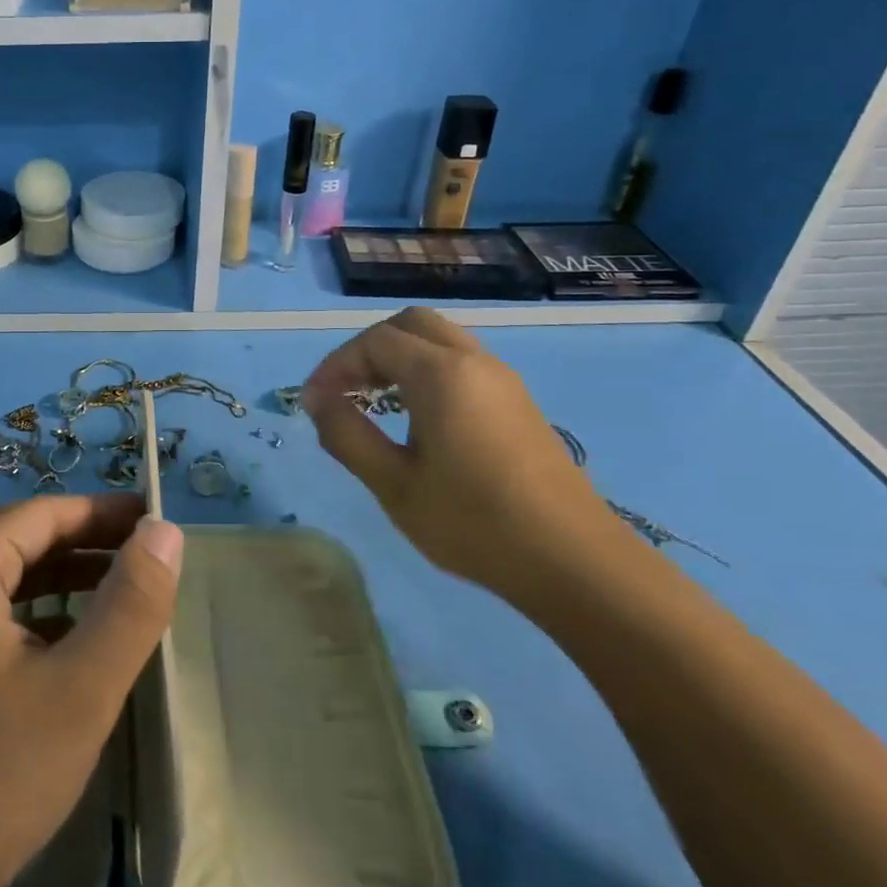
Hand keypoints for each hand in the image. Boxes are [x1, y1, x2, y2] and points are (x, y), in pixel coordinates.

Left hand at [0, 493, 183, 886]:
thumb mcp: (79, 689)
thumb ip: (130, 605)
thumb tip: (165, 533)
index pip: (39, 514)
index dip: (100, 511)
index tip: (153, 520)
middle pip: (18, 542)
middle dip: (84, 544)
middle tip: (146, 555)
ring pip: (2, 582)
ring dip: (61, 580)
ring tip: (120, 593)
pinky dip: (34, 617)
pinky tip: (69, 645)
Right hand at [302, 307, 619, 604]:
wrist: (573, 561)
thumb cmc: (473, 522)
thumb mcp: (393, 483)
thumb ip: (346, 433)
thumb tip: (316, 399)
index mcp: (441, 374)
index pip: (374, 342)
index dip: (335, 364)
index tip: (313, 402)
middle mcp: (474, 362)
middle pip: (411, 324)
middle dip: (368, 348)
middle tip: (346, 389)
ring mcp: (502, 380)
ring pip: (440, 340)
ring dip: (399, 357)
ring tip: (374, 401)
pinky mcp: (518, 402)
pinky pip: (461, 363)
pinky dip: (427, 370)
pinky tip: (416, 417)